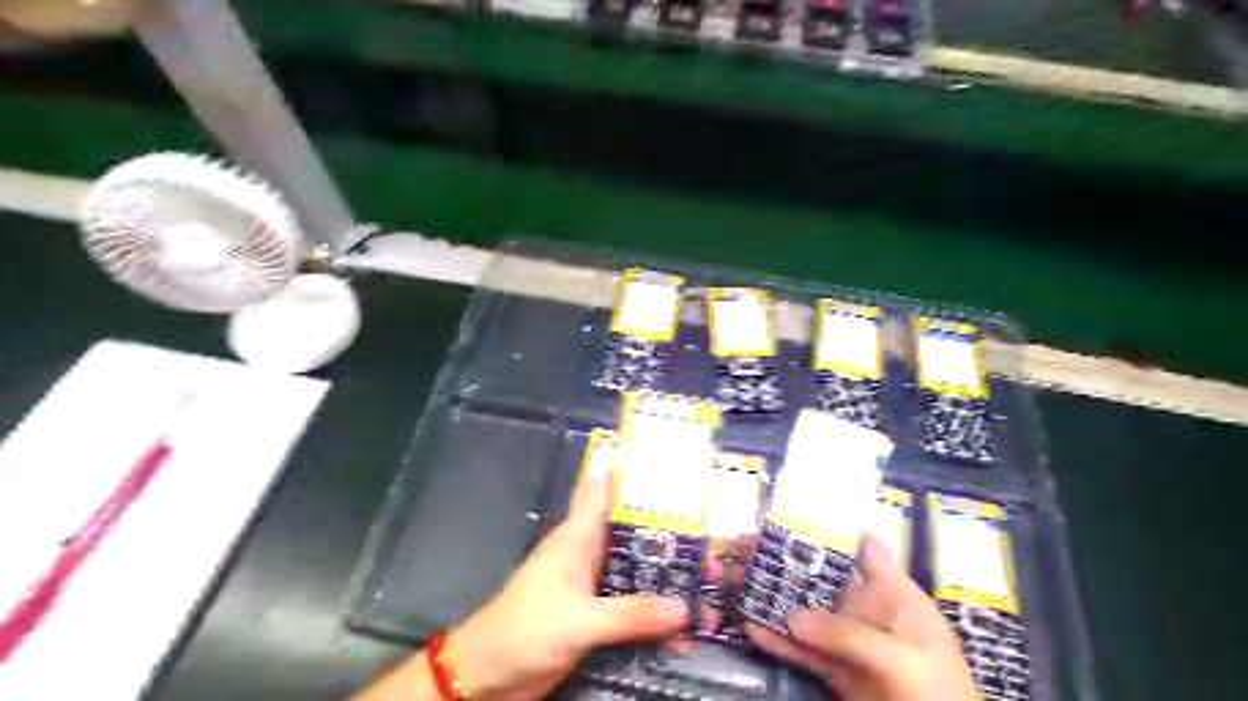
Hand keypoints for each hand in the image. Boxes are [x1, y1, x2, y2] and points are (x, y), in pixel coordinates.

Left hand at [443, 478, 685, 700]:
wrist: (488, 675)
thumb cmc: (525, 630)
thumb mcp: (579, 621)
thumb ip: (630, 614)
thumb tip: (684, 607)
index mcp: (579, 535)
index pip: (607, 489)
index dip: (635, 475)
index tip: (675, 471)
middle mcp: (590, 552)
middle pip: (635, 533)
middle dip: (671, 538)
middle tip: (712, 545)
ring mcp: (594, 583)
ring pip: (639, 571)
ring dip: (669, 581)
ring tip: (708, 590)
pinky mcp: (597, 614)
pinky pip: (634, 606)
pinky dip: (657, 615)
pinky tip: (683, 633)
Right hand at [744, 535, 980, 700]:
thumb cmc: (939, 693)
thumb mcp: (902, 658)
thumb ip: (848, 635)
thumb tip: (793, 616)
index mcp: (894, 594)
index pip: (864, 548)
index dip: (832, 528)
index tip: (791, 515)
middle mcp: (869, 611)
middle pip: (821, 577)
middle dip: (785, 561)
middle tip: (744, 548)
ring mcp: (851, 643)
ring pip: (806, 613)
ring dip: (773, 600)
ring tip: (736, 582)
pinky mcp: (839, 672)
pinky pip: (804, 652)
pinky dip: (778, 642)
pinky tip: (749, 629)